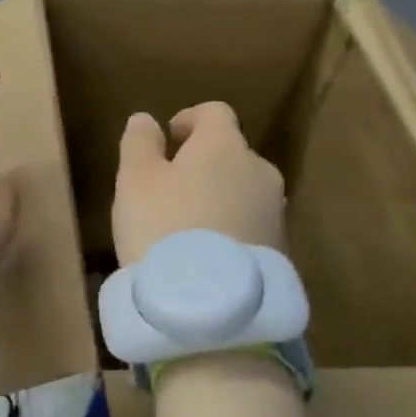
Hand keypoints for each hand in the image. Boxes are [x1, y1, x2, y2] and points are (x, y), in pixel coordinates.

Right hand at [113, 103, 285, 264]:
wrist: (209, 304)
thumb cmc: (162, 226)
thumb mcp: (134, 180)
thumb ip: (140, 143)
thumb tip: (146, 119)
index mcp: (224, 145)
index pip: (215, 112)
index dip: (190, 119)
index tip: (170, 137)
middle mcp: (259, 170)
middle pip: (231, 153)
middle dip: (204, 163)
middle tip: (171, 188)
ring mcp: (276, 212)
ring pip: (244, 191)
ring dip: (220, 197)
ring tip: (188, 225)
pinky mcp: (280, 250)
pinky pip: (251, 226)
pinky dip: (230, 228)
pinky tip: (206, 253)